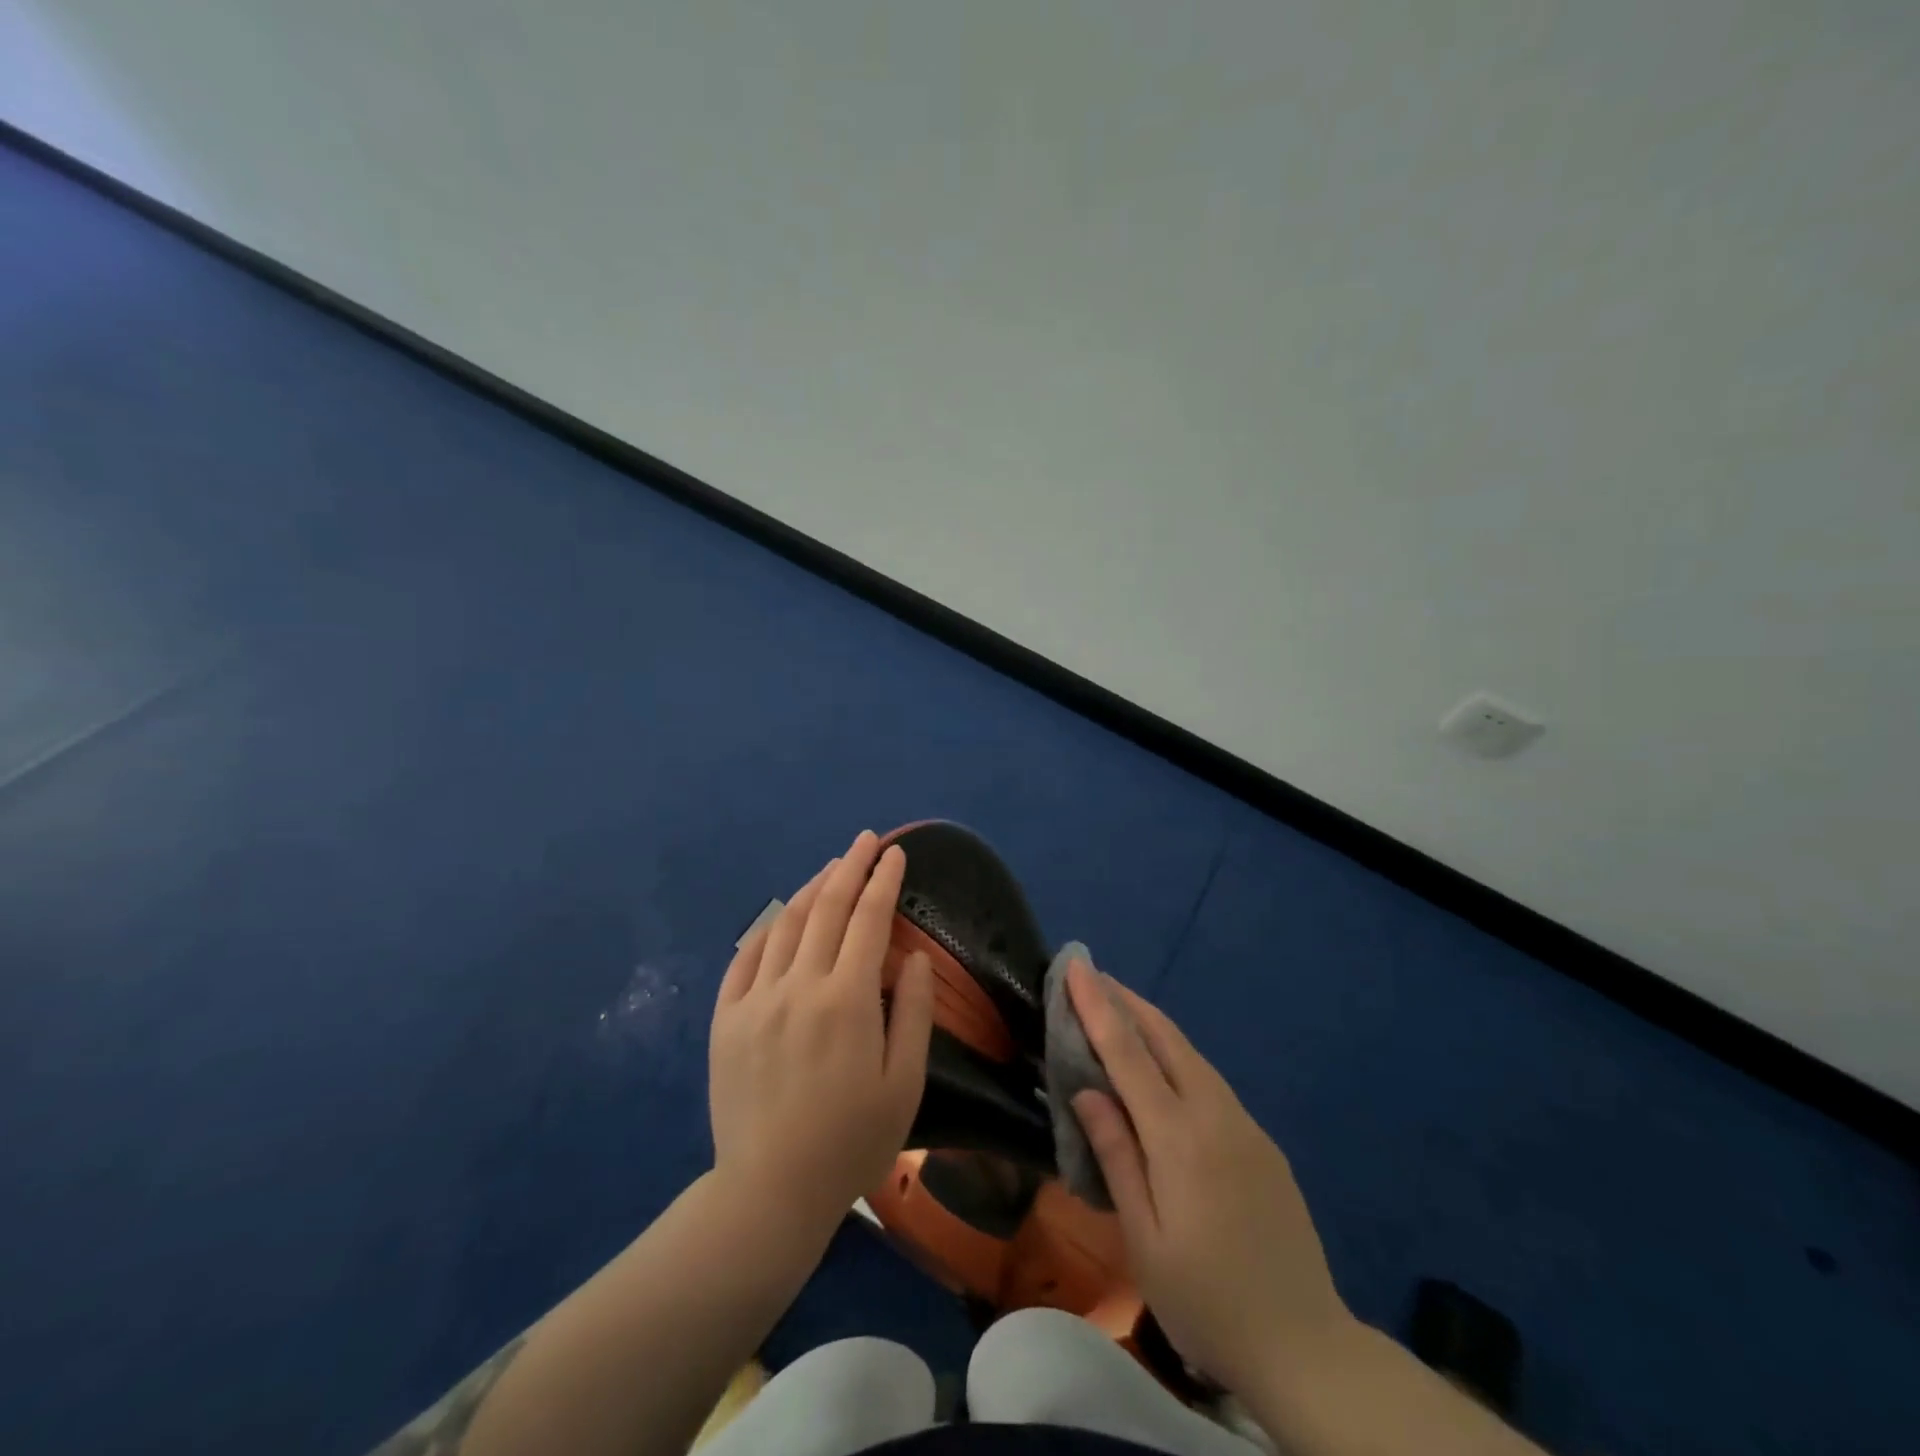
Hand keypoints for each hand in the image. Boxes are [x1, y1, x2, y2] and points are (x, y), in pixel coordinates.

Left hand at [708, 831, 934, 1234]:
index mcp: (847, 1001)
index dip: (884, 881)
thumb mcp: (904, 1084)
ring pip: (786, 924)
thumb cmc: (851, 1142)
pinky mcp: (726, 1019)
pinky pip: (746, 958)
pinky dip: (768, 929)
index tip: (895, 854)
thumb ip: (913, 1013)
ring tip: (831, 869)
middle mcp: (799, 986)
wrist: (769, 1192)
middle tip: (866, 841)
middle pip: (828, 908)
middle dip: (851, 867)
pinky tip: (781, 917)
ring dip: (812, 890)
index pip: (870, 920)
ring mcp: (756, 999)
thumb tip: (914, 958)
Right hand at [1068, 959, 1350, 1396]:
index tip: (1077, 967)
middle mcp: (1215, 1115)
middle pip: (1166, 1038)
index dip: (1098, 1007)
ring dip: (1151, 1023)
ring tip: (1119, 1008)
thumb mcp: (1144, 1239)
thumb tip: (1087, 1090)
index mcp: (1179, 1137)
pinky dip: (1176, 1056)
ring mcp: (1245, 1125)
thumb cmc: (1207, 1300)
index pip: (1128, 1053)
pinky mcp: (1261, 1141)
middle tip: (1092, 976)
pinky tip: (1162, 1067)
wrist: (1307, 1347)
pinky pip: (1209, 1080)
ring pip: (1191, 1055)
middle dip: (1126, 1000)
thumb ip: (1115, 1156)